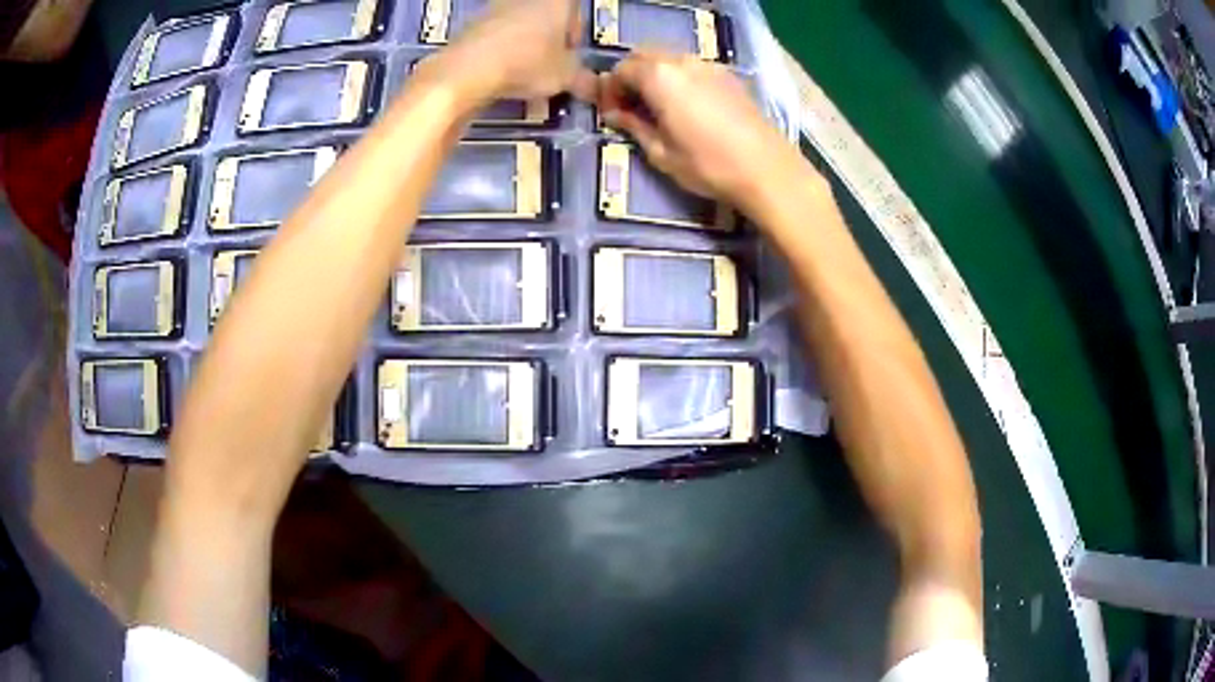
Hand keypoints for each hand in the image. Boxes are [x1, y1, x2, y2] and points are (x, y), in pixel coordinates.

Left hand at [431, 0, 592, 100]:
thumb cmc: (528, 63)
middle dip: (551, 37)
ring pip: (521, 22)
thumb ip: (583, 80)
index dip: (575, 30)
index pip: (575, 8)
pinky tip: (501, 70)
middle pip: (547, 13)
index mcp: (557, 0)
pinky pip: (497, 33)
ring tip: (525, 71)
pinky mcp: (474, 22)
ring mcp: (497, 6)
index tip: (570, 53)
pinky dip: (502, 48)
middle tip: (550, 64)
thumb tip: (595, 88)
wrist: (468, 69)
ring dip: (526, 42)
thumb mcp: (564, 76)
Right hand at [585, 50, 804, 205]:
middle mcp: (682, 62)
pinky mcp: (729, 77)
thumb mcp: (661, 152)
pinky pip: (693, 67)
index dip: (610, 89)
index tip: (611, 112)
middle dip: (631, 76)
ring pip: (670, 58)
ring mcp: (709, 66)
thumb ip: (635, 126)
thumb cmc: (708, 165)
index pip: (622, 70)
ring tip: (656, 106)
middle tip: (630, 106)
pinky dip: (678, 77)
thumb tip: (615, 114)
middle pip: (644, 56)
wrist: (767, 170)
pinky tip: (684, 105)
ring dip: (655, 75)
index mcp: (659, 77)